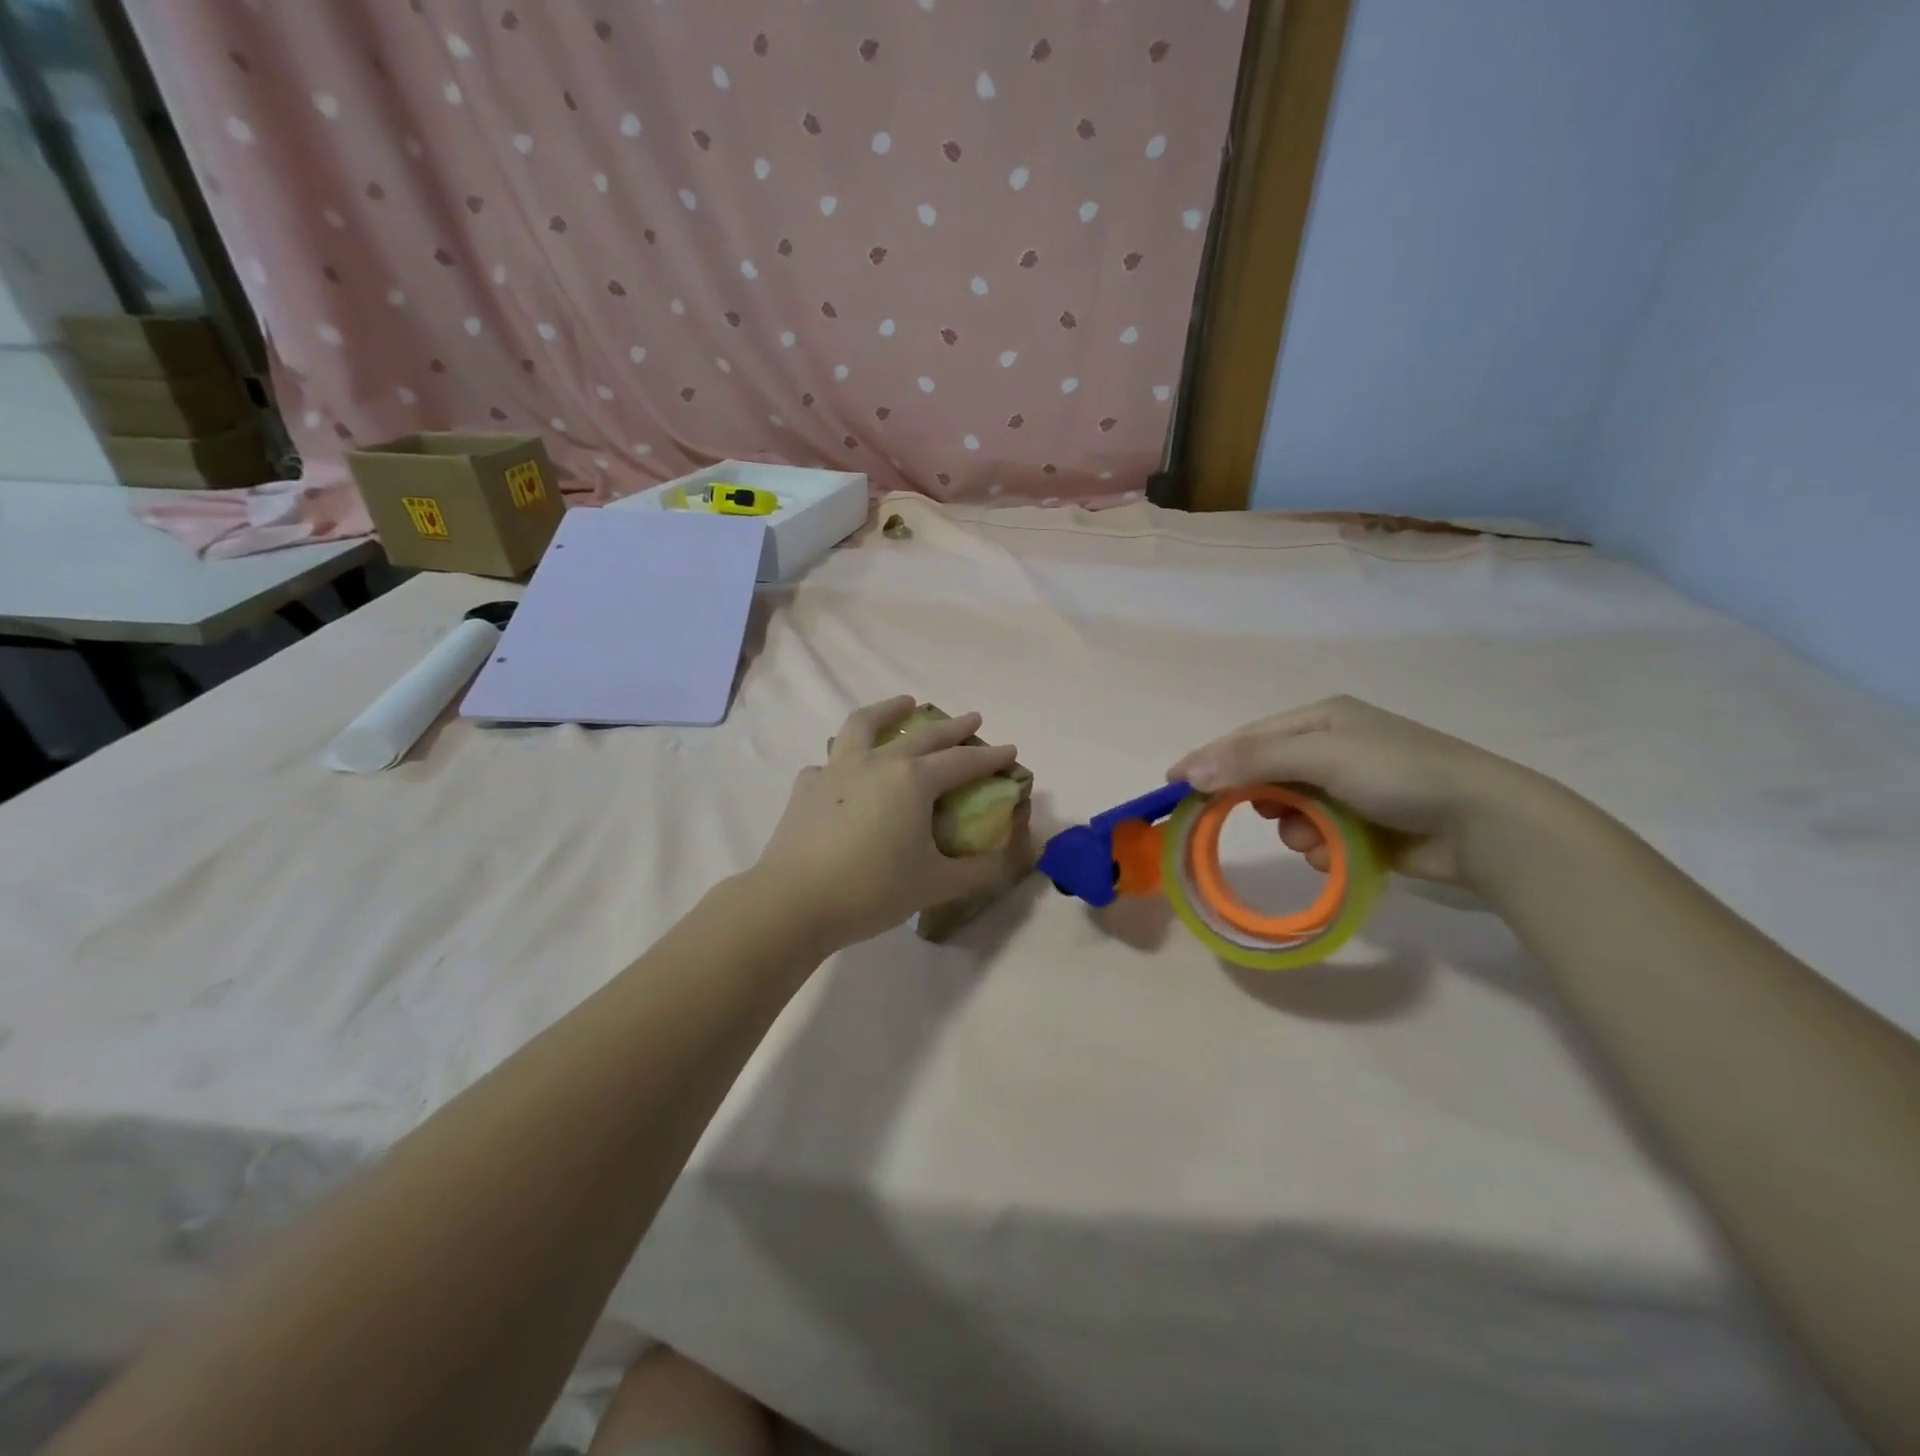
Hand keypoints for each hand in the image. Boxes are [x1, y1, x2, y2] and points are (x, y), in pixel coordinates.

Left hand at [754, 696, 1032, 950]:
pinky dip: (848, 756)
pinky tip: (849, 770)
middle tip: (972, 720)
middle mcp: (877, 762)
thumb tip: (1008, 860)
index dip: (990, 758)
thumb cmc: (871, 890)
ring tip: (904, 702)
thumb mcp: (935, 884)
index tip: (1010, 749)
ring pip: (865, 725)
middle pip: (923, 735)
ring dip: (889, 710)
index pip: (962, 762)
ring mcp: (837, 769)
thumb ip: (978, 871)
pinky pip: (832, 760)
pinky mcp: (807, 785)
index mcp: (912, 780)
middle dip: (952, 727)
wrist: (793, 901)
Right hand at [1166, 696, 1553, 887]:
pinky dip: (1319, 848)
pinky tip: (1336, 853)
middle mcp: (1330, 748)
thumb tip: (1188, 770)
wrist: (1485, 824)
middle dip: (1261, 800)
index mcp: (1320, 719)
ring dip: (1294, 829)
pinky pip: (1316, 837)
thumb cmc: (1399, 774)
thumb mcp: (1321, 755)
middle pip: (1264, 776)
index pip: (1247, 738)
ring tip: (1317, 839)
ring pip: (1288, 812)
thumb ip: (1252, 759)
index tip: (1172, 785)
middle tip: (1259, 817)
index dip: (1208, 760)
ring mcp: (1348, 789)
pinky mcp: (1363, 825)